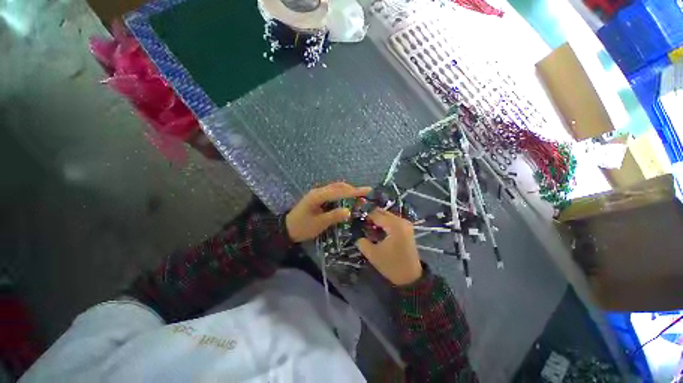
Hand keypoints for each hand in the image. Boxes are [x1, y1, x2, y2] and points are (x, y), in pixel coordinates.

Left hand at [286, 182, 371, 242]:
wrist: (287, 228)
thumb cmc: (302, 227)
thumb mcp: (319, 224)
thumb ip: (334, 216)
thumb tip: (348, 211)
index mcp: (318, 196)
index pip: (339, 191)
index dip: (354, 191)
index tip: (367, 191)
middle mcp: (318, 191)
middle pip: (338, 186)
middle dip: (352, 190)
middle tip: (365, 194)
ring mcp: (318, 193)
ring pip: (336, 188)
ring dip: (348, 191)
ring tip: (359, 197)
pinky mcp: (318, 197)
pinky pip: (332, 192)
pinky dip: (342, 194)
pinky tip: (347, 199)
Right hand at [356, 209, 422, 285]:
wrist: (411, 277)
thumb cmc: (392, 265)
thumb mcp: (373, 254)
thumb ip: (362, 243)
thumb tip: (358, 236)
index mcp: (394, 225)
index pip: (376, 215)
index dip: (365, 217)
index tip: (356, 221)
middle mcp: (401, 221)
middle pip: (383, 212)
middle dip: (372, 216)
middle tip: (363, 224)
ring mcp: (406, 224)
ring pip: (388, 216)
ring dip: (378, 220)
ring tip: (370, 229)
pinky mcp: (407, 229)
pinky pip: (393, 221)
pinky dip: (385, 223)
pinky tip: (379, 231)